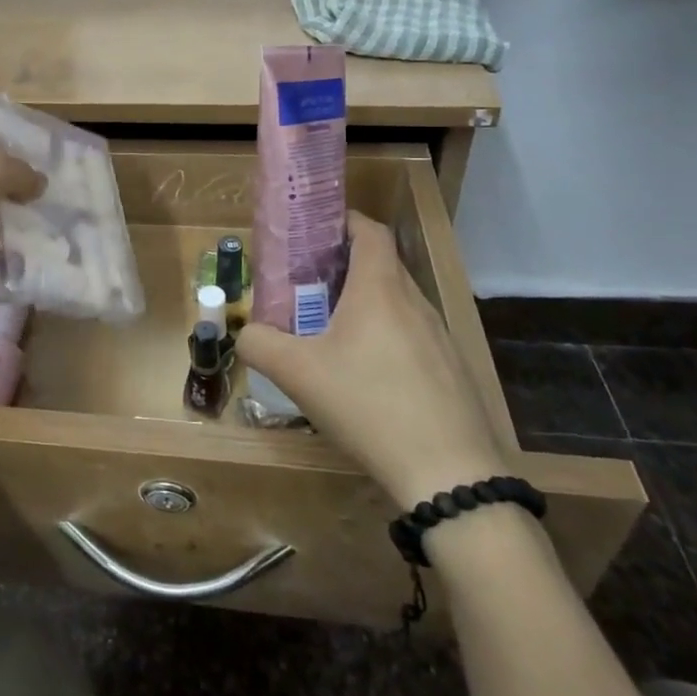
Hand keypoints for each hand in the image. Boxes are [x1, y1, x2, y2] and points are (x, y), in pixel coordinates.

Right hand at [237, 213, 506, 507]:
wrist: (448, 474)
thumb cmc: (368, 405)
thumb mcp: (297, 374)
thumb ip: (259, 344)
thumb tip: (245, 333)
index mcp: (380, 290)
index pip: (370, 231)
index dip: (342, 221)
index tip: (311, 231)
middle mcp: (414, 303)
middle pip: (381, 265)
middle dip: (342, 266)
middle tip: (305, 284)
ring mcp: (440, 338)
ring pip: (397, 303)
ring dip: (363, 304)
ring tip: (329, 329)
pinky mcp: (451, 370)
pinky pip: (412, 335)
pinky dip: (385, 336)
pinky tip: (365, 375)